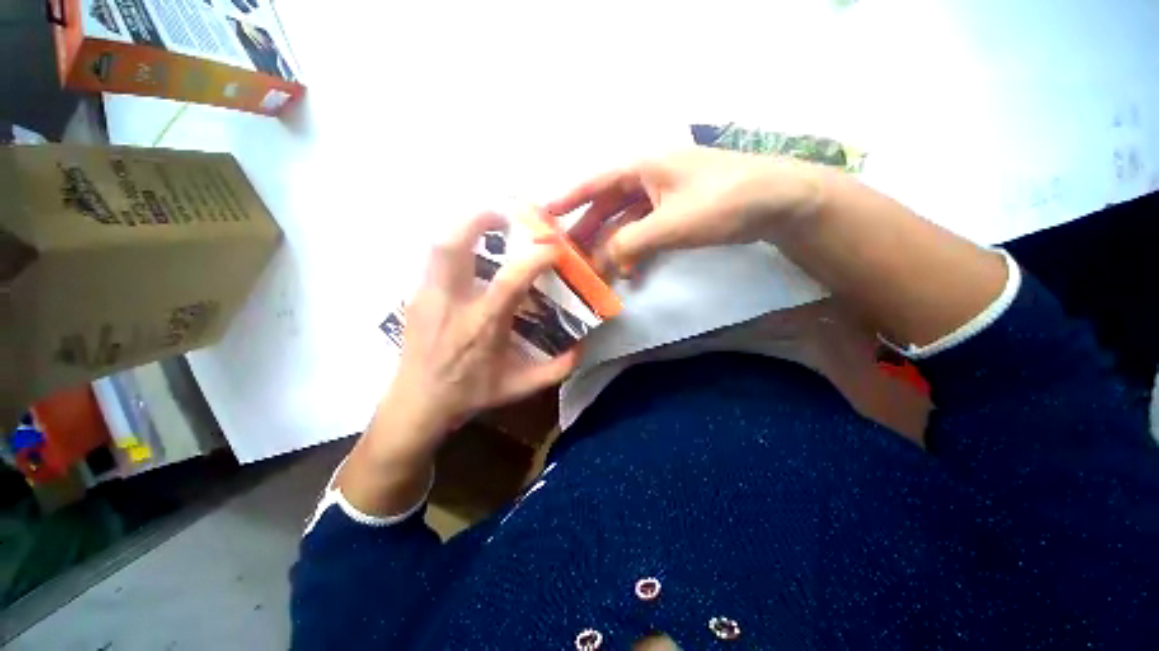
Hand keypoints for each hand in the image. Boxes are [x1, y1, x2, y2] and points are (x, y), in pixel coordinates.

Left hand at [336, 213, 581, 517]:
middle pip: (453, 246)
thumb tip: (581, 347)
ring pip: (438, 246)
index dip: (534, 257)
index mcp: (482, 326)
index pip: (510, 280)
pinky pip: (435, 259)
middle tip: (505, 216)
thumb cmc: (470, 394)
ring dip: (464, 227)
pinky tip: (473, 257)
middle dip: (479, 219)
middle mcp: (451, 304)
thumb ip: (556, 369)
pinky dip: (456, 247)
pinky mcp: (415, 297)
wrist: (417, 405)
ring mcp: (427, 297)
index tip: (552, 249)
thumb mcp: (519, 387)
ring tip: (488, 227)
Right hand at [545, 147, 825, 272]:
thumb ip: (630, 243)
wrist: (778, 202)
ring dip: (613, 246)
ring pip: (627, 223)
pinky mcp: (678, 215)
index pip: (596, 182)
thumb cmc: (721, 202)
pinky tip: (631, 271)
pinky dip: (636, 251)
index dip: (569, 198)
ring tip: (597, 271)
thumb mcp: (670, 224)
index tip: (545, 215)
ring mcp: (664, 198)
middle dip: (589, 231)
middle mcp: (649, 179)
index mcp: (643, 169)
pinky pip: (647, 233)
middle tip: (569, 254)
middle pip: (608, 206)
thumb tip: (603, 262)